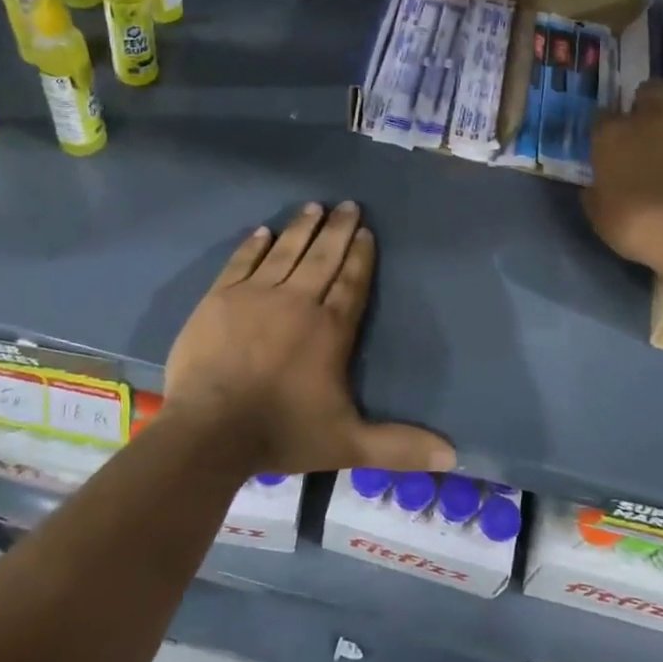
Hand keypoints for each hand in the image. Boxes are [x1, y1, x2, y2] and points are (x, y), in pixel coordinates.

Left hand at [164, 201, 456, 476]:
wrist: (209, 431)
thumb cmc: (281, 433)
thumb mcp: (348, 444)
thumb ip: (399, 446)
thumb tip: (453, 457)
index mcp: (330, 328)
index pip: (351, 282)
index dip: (361, 256)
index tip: (367, 232)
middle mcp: (297, 301)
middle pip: (322, 257)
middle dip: (338, 230)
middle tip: (348, 205)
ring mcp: (255, 295)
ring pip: (286, 252)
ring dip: (302, 228)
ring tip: (314, 206)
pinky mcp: (219, 298)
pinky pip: (242, 262)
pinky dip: (254, 246)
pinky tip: (264, 231)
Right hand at [583, 73, 662, 267]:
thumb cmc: (636, 226)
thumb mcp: (600, 215)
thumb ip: (597, 194)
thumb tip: (596, 189)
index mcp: (613, 135)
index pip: (603, 116)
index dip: (609, 126)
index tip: (613, 141)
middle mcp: (654, 116)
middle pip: (651, 88)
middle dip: (652, 100)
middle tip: (656, 121)